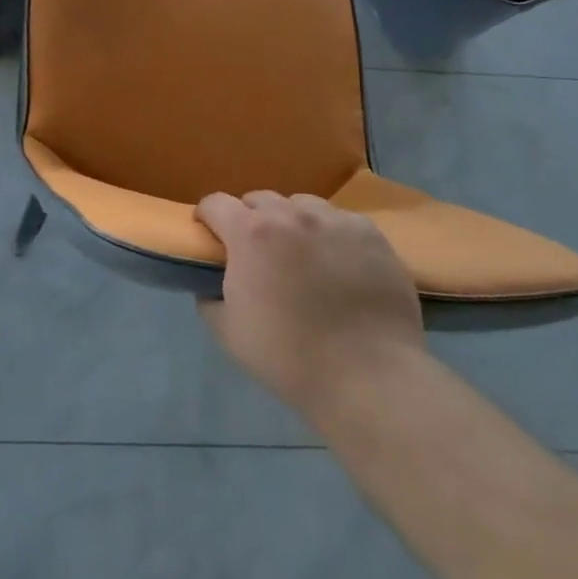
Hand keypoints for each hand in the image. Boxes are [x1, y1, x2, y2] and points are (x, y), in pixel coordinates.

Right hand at [196, 191, 424, 421]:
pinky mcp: (369, 233)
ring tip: (302, 254)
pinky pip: (340, 220)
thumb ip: (209, 296)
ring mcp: (333, 220)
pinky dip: (330, 234)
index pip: (215, 203)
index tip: (211, 237)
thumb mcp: (228, 332)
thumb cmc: (290, 357)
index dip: (207, 218)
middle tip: (258, 253)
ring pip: (301, 205)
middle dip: (250, 220)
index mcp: (250, 233)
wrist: (369, 378)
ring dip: (292, 222)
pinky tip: (339, 263)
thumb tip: (211, 281)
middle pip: (258, 199)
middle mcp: (290, 215)